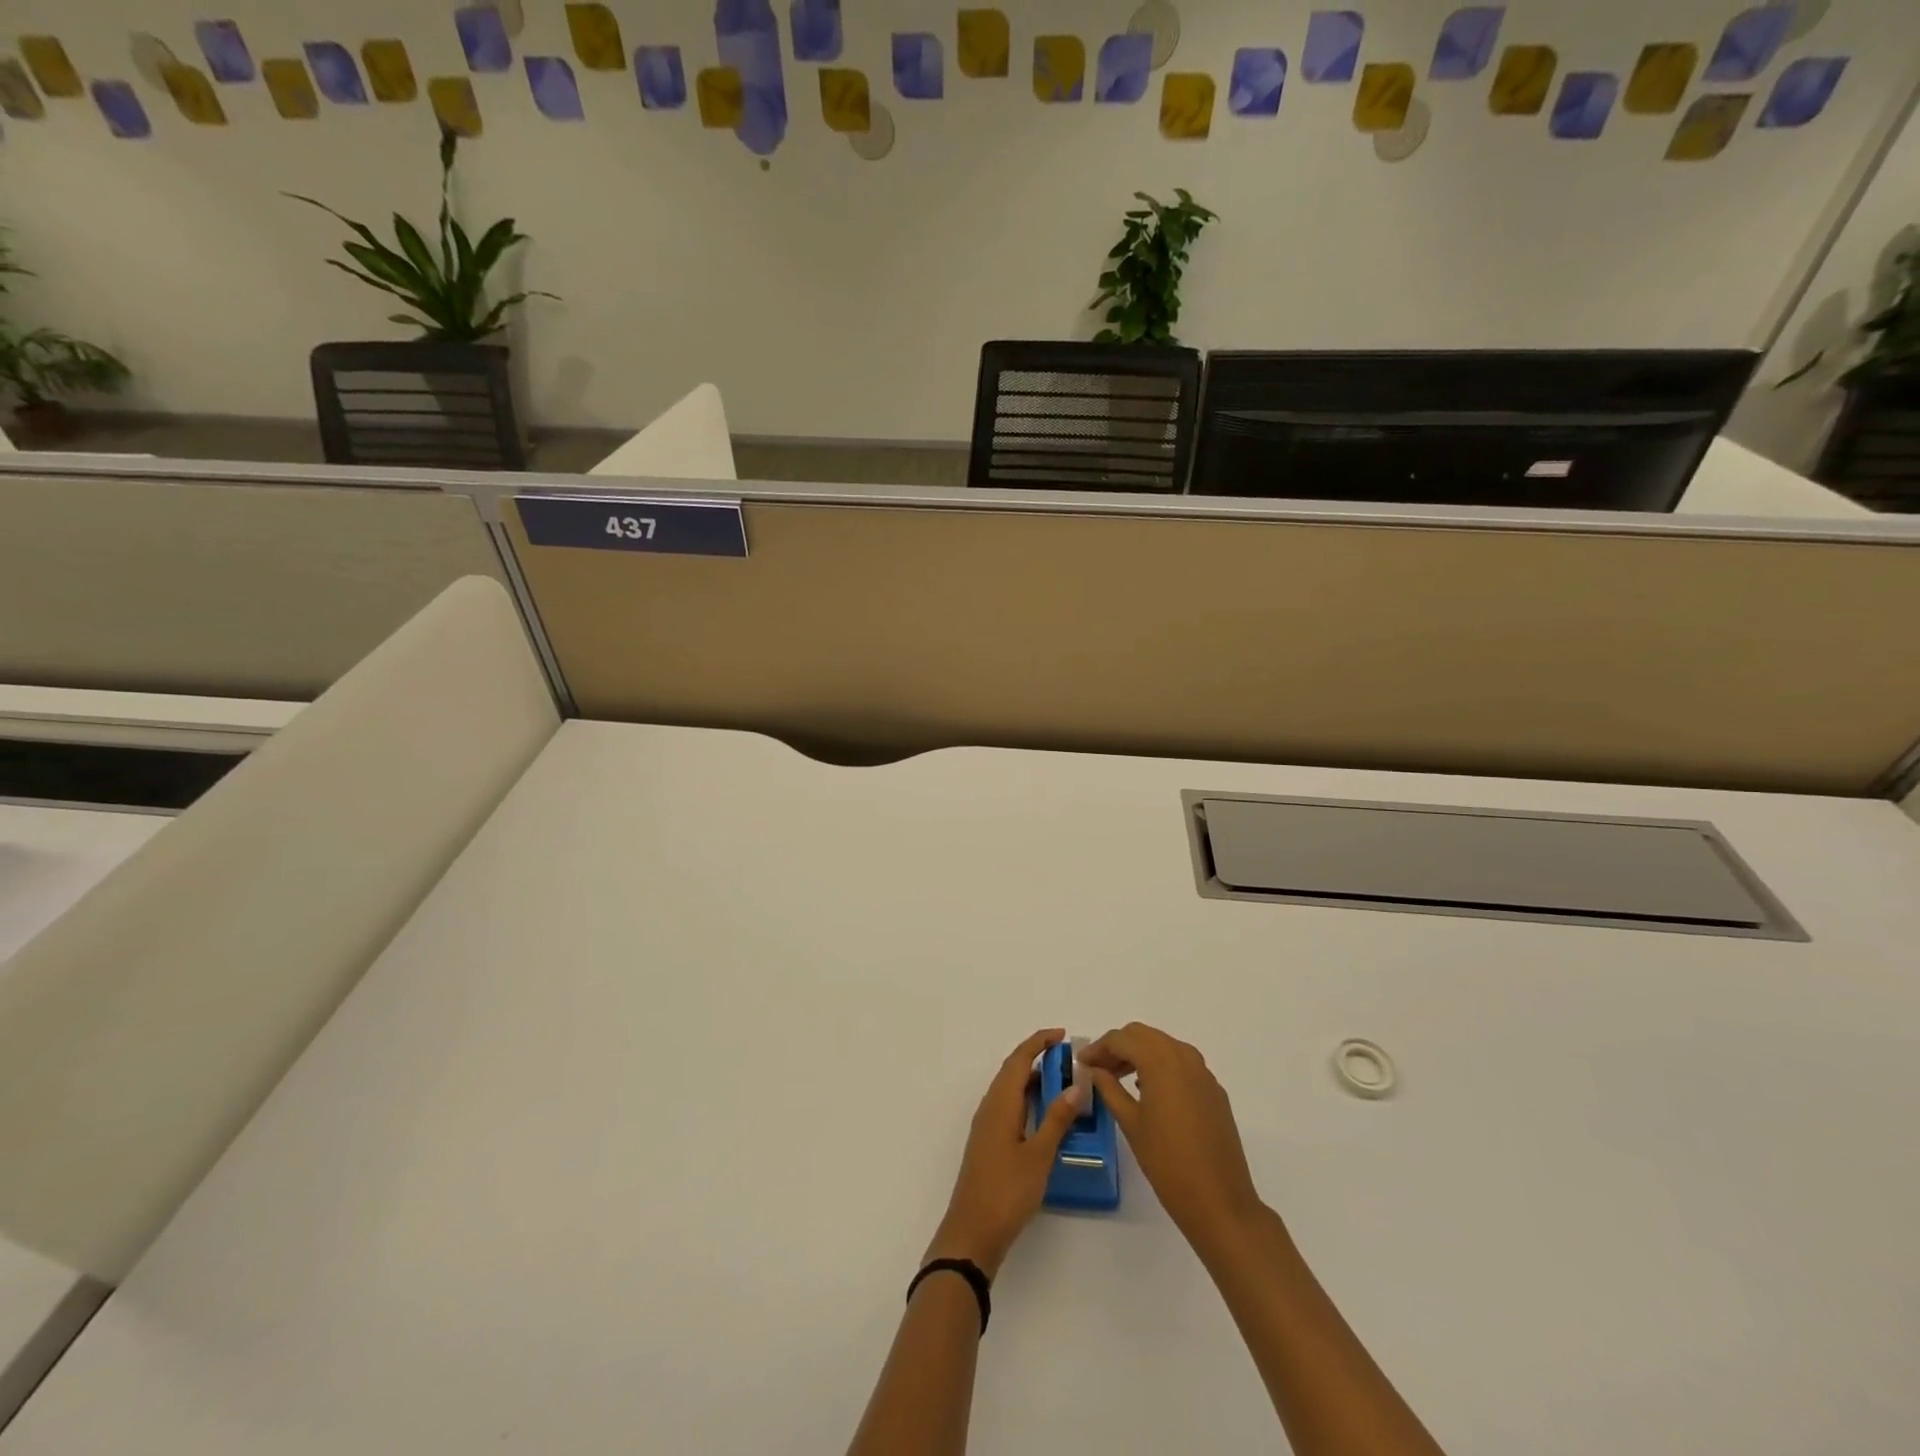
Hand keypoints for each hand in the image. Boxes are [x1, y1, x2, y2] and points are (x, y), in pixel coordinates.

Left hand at [925, 1028, 1085, 1279]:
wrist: (972, 1233)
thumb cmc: (1007, 1191)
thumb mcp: (1039, 1155)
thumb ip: (1057, 1119)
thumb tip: (1076, 1085)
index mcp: (1000, 1103)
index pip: (1019, 1059)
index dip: (1039, 1042)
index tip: (1062, 1035)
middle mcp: (990, 1107)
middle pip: (1012, 1070)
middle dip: (1037, 1057)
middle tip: (1067, 1058)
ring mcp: (987, 1125)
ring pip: (1010, 1089)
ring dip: (1032, 1079)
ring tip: (1062, 1082)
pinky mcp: (988, 1142)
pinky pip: (1008, 1106)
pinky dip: (1026, 1099)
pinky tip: (1044, 1114)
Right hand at [1081, 1022, 1263, 1250]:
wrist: (1220, 1202)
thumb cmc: (1167, 1162)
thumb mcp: (1131, 1123)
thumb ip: (1109, 1089)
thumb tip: (1094, 1070)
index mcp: (1160, 1061)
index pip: (1121, 1039)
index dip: (1098, 1048)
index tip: (1081, 1063)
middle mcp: (1184, 1057)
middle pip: (1143, 1035)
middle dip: (1118, 1046)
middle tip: (1098, 1068)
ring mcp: (1203, 1073)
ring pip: (1164, 1045)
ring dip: (1140, 1053)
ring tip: (1119, 1078)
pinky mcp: (1214, 1091)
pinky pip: (1182, 1064)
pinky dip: (1161, 1066)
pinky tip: (1149, 1091)